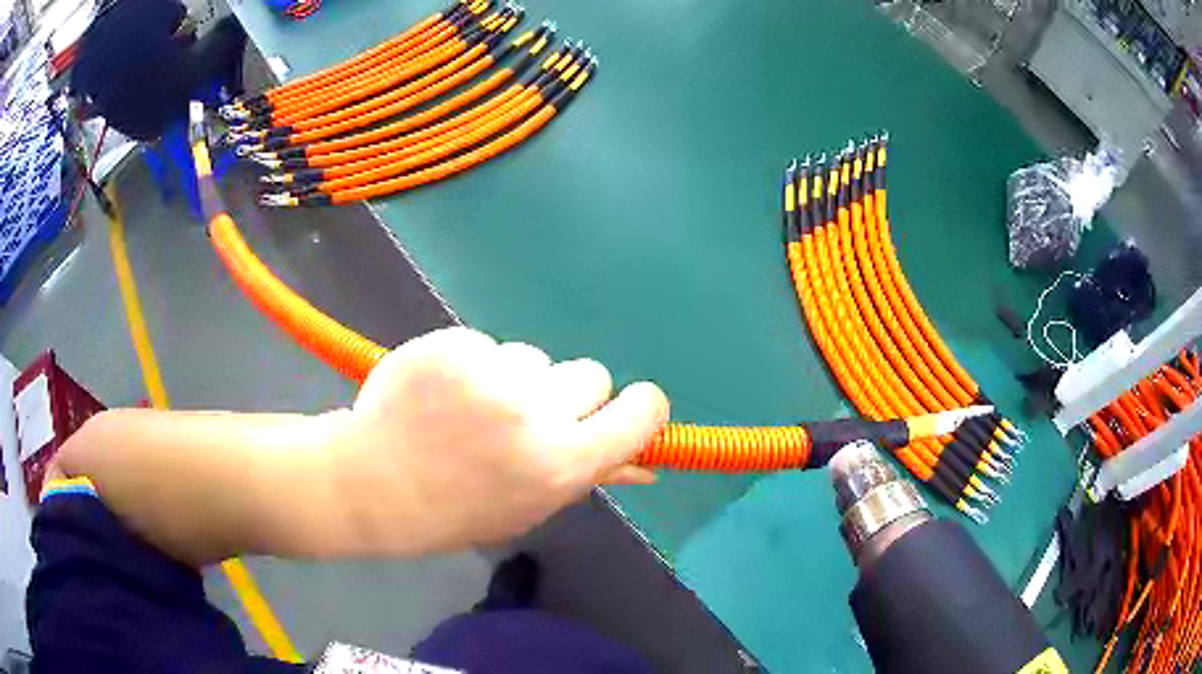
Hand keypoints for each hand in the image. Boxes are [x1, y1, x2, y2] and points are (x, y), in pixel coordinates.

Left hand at [332, 327, 668, 554]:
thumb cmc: (456, 510)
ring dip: (517, 379)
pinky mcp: (455, 343)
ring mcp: (491, 371)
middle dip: (568, 395)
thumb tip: (644, 467)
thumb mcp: (529, 507)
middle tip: (527, 418)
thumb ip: (586, 476)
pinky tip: (443, 393)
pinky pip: (490, 345)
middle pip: (591, 374)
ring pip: (536, 358)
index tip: (630, 410)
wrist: (375, 483)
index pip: (641, 413)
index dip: (642, 408)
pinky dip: (475, 365)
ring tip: (471, 409)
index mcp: (561, 462)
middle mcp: (535, 411)